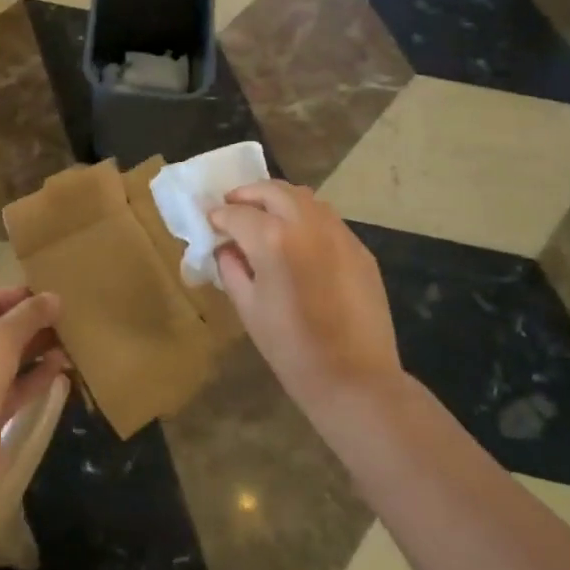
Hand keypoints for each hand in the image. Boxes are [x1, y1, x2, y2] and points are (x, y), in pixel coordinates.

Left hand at [0, 287, 68, 474]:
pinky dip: (32, 376)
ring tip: (68, 340)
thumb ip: (30, 314)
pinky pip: (10, 386)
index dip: (18, 295)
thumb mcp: (3, 337)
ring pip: (5, 360)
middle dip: (30, 325)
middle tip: (64, 317)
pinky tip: (60, 366)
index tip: (49, 293)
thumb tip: (54, 297)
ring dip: (35, 351)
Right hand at [209, 181, 401, 412]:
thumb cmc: (291, 349)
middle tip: (233, 206)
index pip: (237, 213)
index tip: (210, 221)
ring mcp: (338, 233)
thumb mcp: (249, 309)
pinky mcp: (359, 248)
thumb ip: (232, 269)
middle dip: (248, 194)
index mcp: (273, 240)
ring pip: (304, 197)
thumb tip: (226, 248)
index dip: (219, 216)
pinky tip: (298, 239)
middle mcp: (307, 224)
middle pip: (272, 191)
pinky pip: (327, 219)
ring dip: (278, 199)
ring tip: (264, 216)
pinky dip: (305, 217)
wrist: (355, 379)